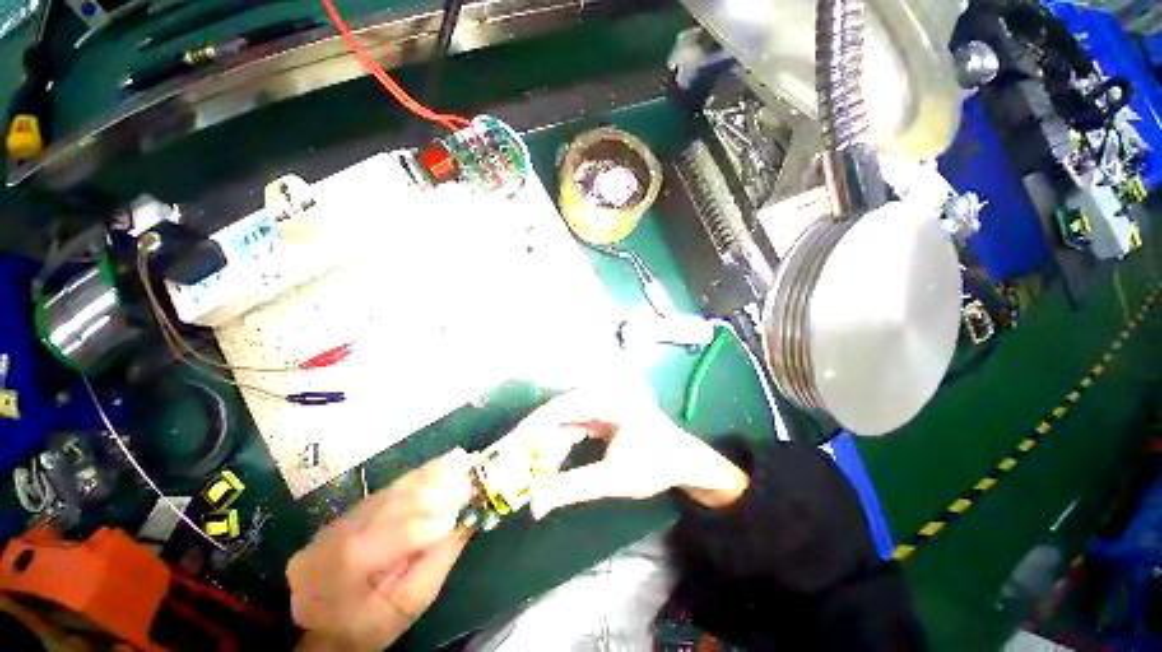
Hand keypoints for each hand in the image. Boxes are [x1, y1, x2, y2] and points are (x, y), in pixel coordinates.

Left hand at [287, 449, 473, 651]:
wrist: (322, 623)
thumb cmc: (370, 623)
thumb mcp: (408, 603)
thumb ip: (438, 560)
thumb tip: (467, 520)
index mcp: (349, 566)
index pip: (397, 534)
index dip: (436, 517)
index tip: (470, 500)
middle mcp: (341, 533)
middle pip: (396, 504)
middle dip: (438, 488)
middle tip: (472, 476)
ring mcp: (344, 518)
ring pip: (394, 490)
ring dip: (432, 474)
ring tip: (462, 461)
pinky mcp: (354, 509)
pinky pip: (392, 487)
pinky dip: (421, 474)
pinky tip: (443, 462)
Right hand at [522, 385, 749, 518]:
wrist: (683, 461)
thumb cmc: (656, 464)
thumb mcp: (616, 478)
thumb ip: (574, 487)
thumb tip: (535, 504)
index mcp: (606, 398)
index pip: (561, 407)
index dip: (532, 426)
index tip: (509, 447)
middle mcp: (599, 395)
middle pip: (558, 413)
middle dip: (535, 439)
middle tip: (511, 462)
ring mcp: (599, 406)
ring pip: (562, 423)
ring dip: (545, 447)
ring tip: (526, 470)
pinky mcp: (598, 418)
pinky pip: (571, 430)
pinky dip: (558, 449)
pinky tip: (547, 468)